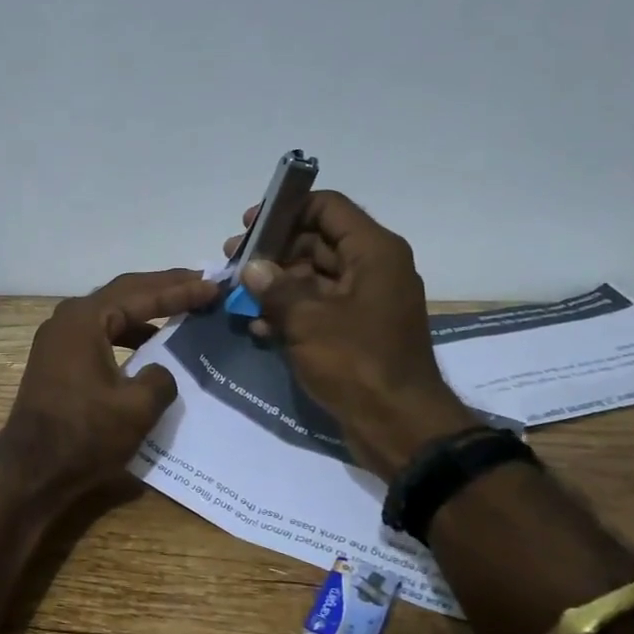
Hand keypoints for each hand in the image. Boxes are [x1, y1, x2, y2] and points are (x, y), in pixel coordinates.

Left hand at [0, 269, 219, 498]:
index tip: (214, 286)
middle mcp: (68, 319)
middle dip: (164, 288)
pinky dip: (128, 334)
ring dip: (146, 311)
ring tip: (181, 308)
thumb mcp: (137, 407)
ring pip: (111, 313)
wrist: (31, 471)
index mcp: (85, 319)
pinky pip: (100, 335)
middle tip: (201, 283)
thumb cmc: (84, 434)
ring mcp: (59, 340)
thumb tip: (160, 371)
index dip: (181, 290)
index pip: (142, 294)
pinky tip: (150, 346)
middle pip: (124, 293)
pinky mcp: (58, 362)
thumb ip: (161, 378)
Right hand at [224, 192, 472, 474]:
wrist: (399, 426)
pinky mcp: (356, 331)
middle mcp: (374, 268)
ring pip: (314, 276)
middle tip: (233, 263)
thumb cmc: (357, 363)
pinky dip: (290, 312)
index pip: (328, 207)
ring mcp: (366, 302)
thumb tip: (252, 267)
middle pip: (318, 241)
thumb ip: (275, 288)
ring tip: (238, 297)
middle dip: (274, 250)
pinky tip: (258, 327)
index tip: (249, 226)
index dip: (287, 210)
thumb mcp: (308, 321)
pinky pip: (319, 308)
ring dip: (276, 284)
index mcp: (374, 252)